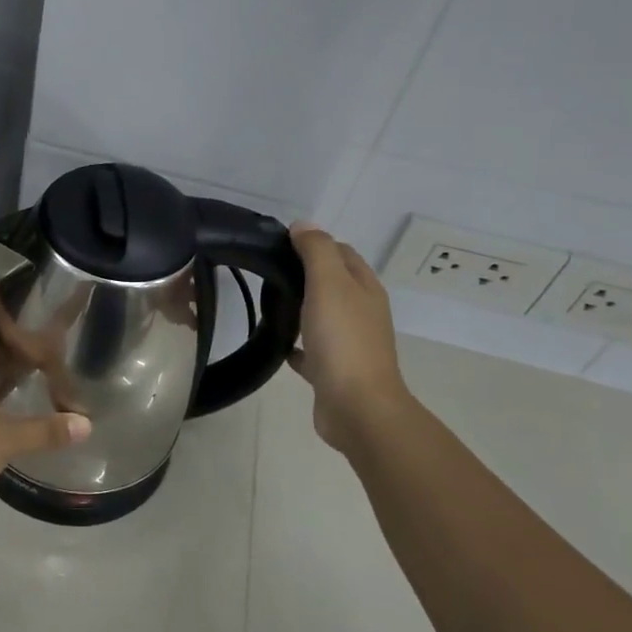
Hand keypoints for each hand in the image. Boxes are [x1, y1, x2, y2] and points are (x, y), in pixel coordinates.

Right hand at [287, 223, 409, 450]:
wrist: (357, 407)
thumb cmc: (343, 340)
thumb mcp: (329, 284)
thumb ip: (316, 251)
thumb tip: (303, 224)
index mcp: (364, 288)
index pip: (341, 252)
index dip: (314, 243)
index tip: (278, 244)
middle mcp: (361, 312)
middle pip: (332, 282)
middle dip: (304, 273)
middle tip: (267, 270)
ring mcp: (349, 343)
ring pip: (322, 315)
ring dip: (300, 306)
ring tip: (267, 302)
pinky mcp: (333, 370)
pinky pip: (311, 349)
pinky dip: (296, 343)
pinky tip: (277, 342)